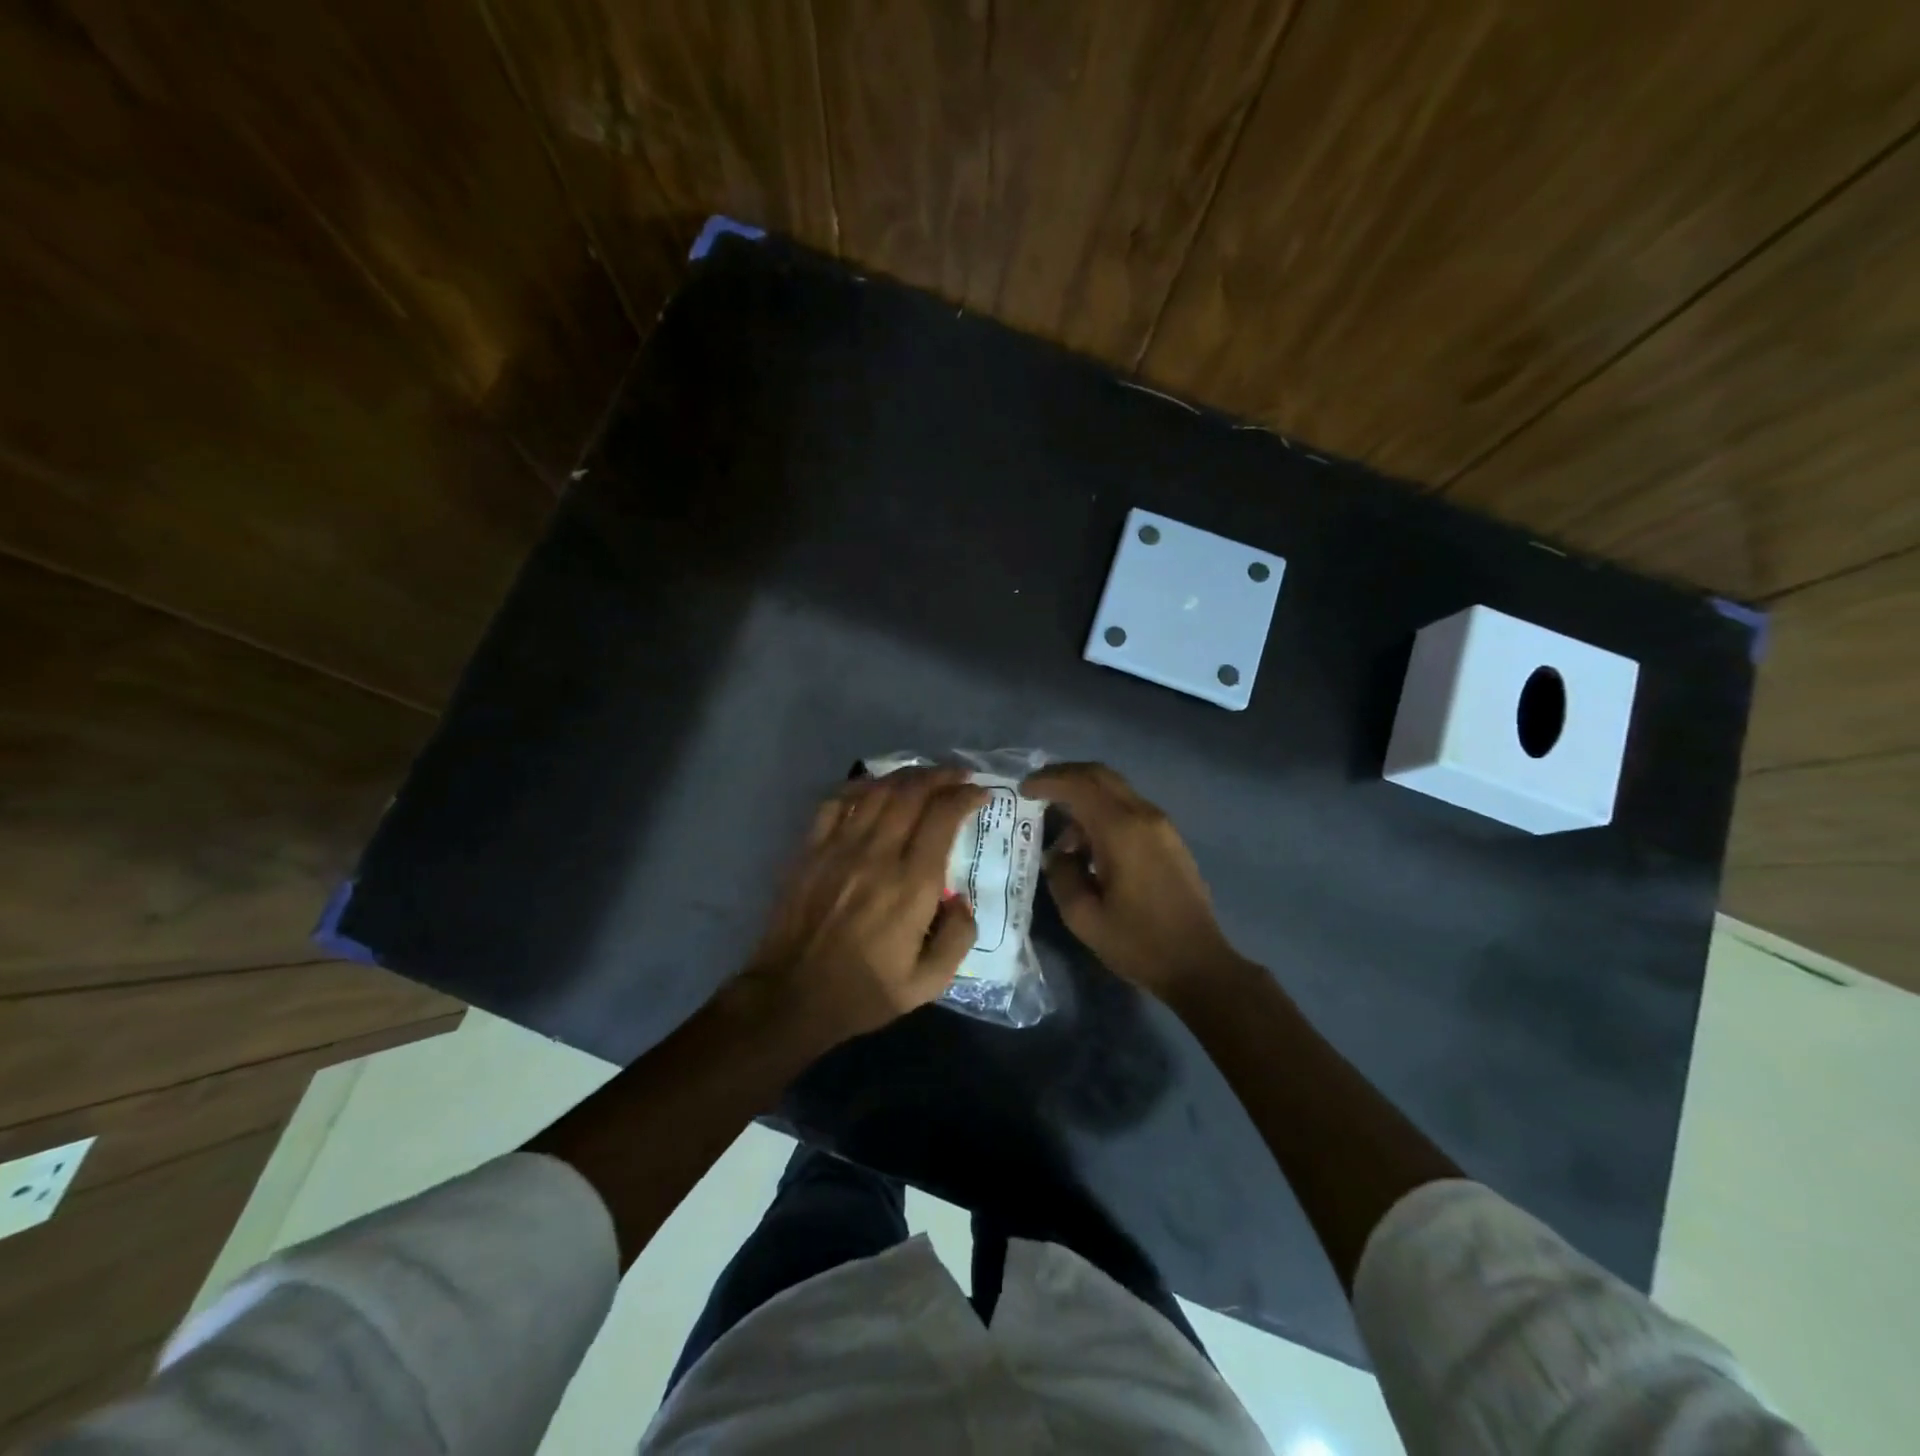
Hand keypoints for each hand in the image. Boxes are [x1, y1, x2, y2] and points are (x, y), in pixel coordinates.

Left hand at [737, 767, 986, 1047]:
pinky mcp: (811, 849)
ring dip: (906, 775)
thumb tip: (962, 899)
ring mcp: (839, 847)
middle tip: (958, 776)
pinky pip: (837, 801)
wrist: (791, 997)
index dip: (965, 796)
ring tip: (924, 776)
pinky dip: (861, 785)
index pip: (942, 817)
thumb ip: (958, 938)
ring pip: (877, 790)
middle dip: (941, 776)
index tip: (981, 794)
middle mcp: (877, 855)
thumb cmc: (863, 992)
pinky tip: (874, 786)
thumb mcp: (927, 984)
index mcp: (910, 885)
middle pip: (912, 792)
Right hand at [1023, 762, 1245, 1004]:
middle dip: (1065, 776)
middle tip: (1038, 791)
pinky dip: (1103, 812)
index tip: (1023, 790)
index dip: (1048, 781)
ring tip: (1061, 834)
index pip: (1079, 785)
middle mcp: (1144, 815)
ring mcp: (1162, 825)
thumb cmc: (1138, 943)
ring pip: (1116, 791)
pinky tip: (1090, 845)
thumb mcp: (1083, 917)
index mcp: (1121, 830)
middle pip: (1100, 775)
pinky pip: (1129, 809)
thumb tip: (1059, 854)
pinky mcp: (1170, 839)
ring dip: (1085, 798)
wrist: (1199, 964)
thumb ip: (1062, 875)